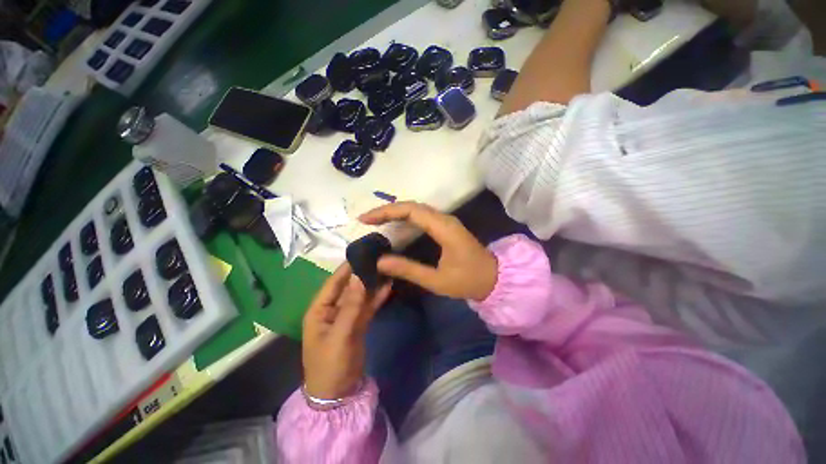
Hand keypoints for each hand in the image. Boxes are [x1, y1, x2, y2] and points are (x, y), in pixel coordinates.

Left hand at [302, 264, 391, 399]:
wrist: (338, 395)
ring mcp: (346, 316)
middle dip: (363, 274)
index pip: (334, 282)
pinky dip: (376, 298)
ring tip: (386, 269)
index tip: (363, 253)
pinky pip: (367, 307)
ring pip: (360, 295)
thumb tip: (359, 277)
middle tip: (379, 258)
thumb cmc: (330, 365)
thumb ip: (351, 306)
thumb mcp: (340, 335)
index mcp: (320, 309)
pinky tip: (387, 287)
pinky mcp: (358, 323)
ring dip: (372, 284)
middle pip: (349, 286)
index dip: (348, 268)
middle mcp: (332, 309)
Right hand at [359, 202, 497, 300]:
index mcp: (443, 228)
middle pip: (411, 206)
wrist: (494, 278)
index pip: (410, 210)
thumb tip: (380, 261)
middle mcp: (444, 219)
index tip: (366, 219)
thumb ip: (409, 269)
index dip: (386, 212)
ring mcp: (445, 221)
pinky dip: (405, 217)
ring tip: (375, 221)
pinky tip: (395, 225)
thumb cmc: (468, 280)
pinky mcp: (445, 226)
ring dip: (395, 212)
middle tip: (366, 220)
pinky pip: (421, 216)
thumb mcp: (437, 280)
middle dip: (386, 210)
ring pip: (416, 209)